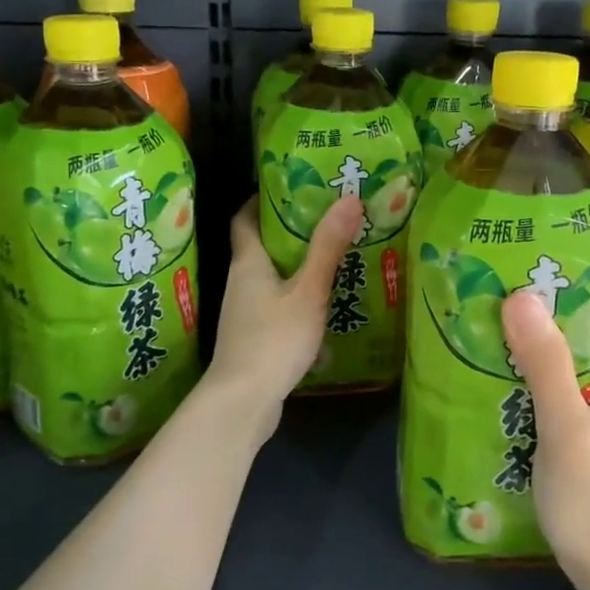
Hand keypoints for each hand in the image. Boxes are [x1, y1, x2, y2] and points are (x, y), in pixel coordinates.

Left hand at [209, 196, 364, 424]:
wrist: (242, 402)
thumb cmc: (273, 339)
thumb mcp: (308, 291)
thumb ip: (328, 248)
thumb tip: (349, 198)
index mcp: (248, 263)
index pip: (243, 219)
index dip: (259, 200)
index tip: (286, 187)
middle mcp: (240, 283)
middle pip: (259, 247)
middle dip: (288, 232)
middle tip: (325, 218)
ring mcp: (244, 314)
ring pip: (270, 278)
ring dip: (295, 266)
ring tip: (330, 256)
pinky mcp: (253, 339)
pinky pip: (276, 306)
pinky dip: (295, 298)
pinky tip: (322, 306)